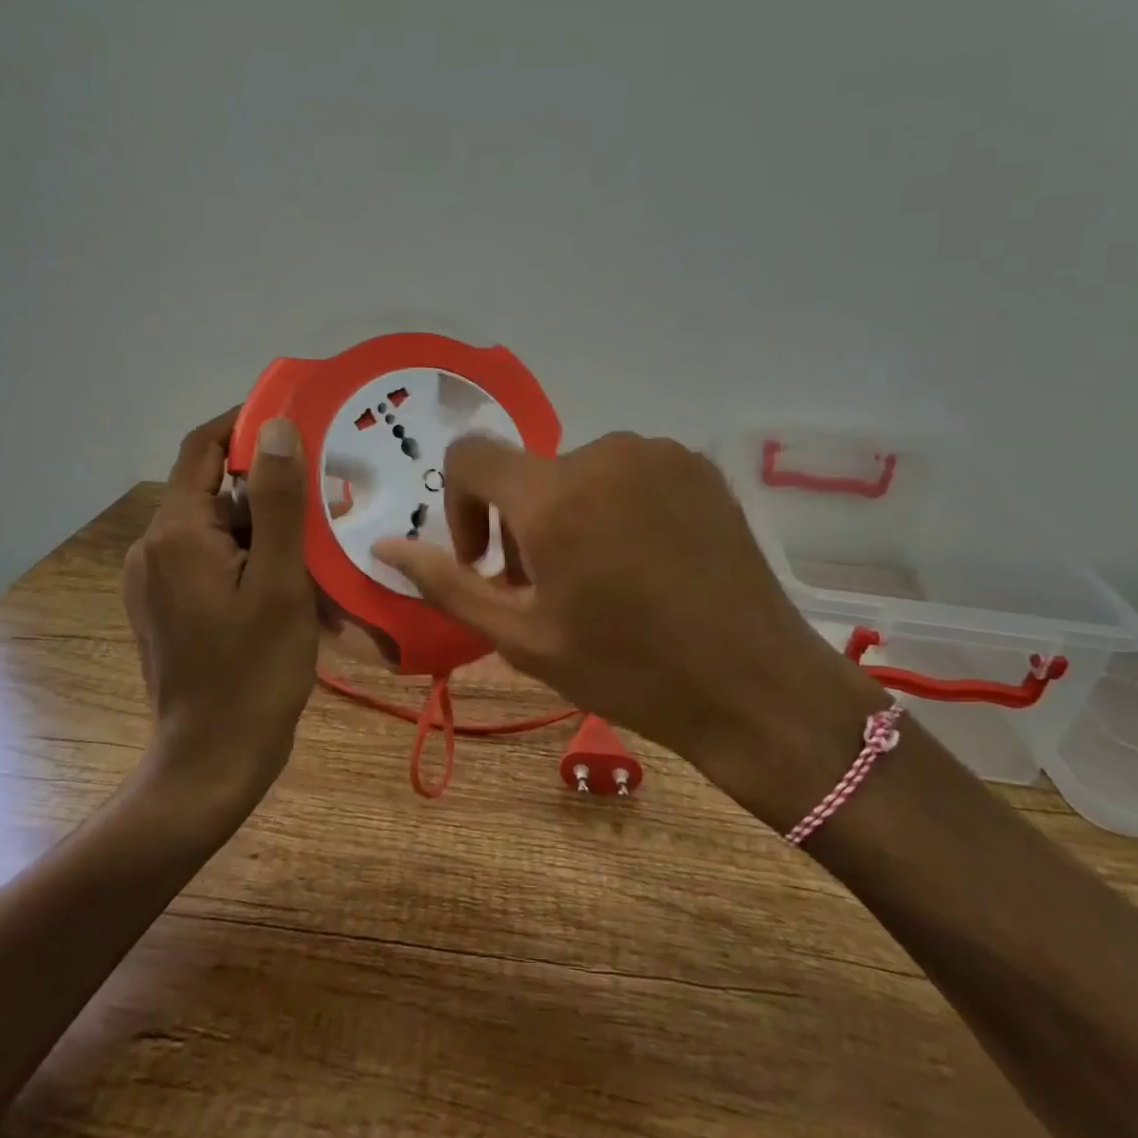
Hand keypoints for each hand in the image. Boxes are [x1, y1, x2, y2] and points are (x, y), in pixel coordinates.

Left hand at [122, 410, 318, 818]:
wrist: (212, 762)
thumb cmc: (254, 671)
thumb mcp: (280, 581)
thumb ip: (277, 500)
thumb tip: (275, 427)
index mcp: (176, 534)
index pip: (202, 447)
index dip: (245, 423)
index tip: (296, 420)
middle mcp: (153, 548)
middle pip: (214, 491)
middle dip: (269, 492)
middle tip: (326, 504)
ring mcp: (155, 581)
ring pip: (218, 529)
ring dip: (266, 533)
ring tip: (317, 556)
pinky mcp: (165, 606)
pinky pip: (212, 562)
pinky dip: (251, 562)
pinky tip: (290, 589)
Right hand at [372, 433, 883, 802]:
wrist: (753, 684)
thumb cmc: (628, 670)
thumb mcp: (523, 638)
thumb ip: (448, 583)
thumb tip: (384, 546)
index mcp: (553, 493)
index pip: (470, 457)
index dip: (462, 507)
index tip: (488, 562)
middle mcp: (603, 452)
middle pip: (530, 474)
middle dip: (523, 525)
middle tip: (552, 591)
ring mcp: (658, 453)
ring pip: (581, 474)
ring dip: (572, 515)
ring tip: (605, 580)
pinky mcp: (697, 466)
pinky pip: (630, 472)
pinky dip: (618, 505)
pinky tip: (649, 562)